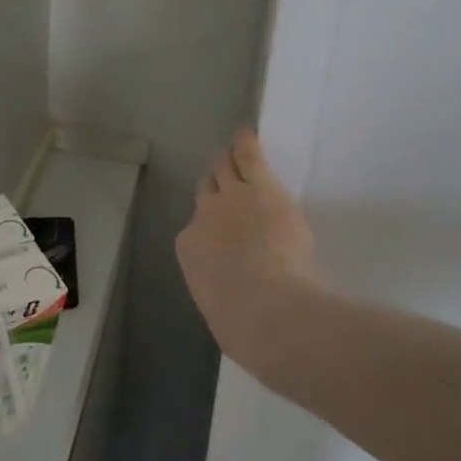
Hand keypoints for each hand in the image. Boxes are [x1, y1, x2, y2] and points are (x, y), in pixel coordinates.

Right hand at [176, 131, 322, 373]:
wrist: (269, 310)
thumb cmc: (245, 327)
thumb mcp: (221, 311)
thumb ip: (222, 290)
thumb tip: (233, 293)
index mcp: (190, 250)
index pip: (197, 230)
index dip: (211, 228)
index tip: (224, 233)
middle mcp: (204, 215)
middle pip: (206, 192)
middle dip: (214, 187)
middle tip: (222, 181)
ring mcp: (232, 197)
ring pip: (224, 169)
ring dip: (228, 160)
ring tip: (232, 149)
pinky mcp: (261, 186)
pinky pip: (249, 155)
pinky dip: (245, 143)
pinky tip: (246, 133)